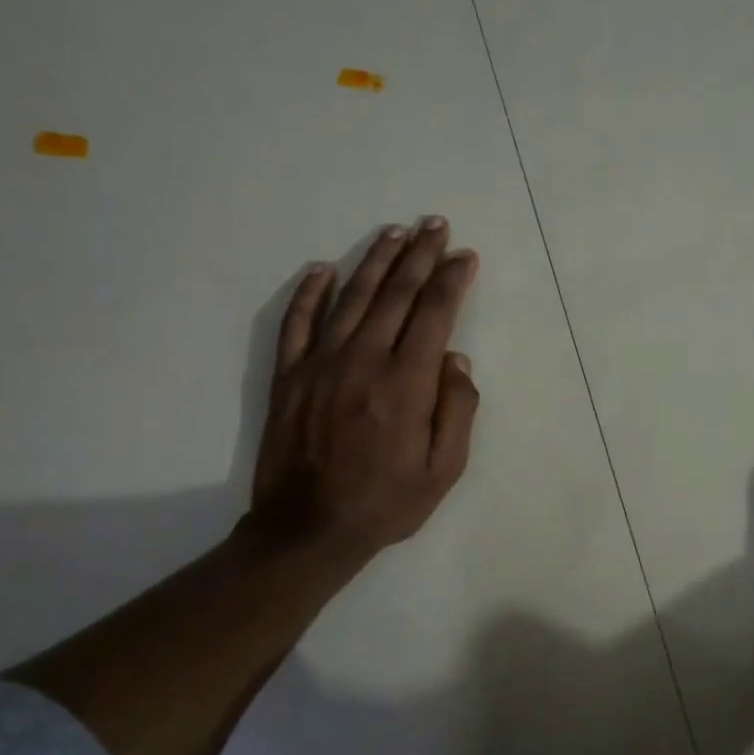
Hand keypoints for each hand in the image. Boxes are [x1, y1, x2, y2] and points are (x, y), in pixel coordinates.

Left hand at [243, 217, 479, 570]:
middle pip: (395, 293)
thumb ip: (457, 409)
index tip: (464, 256)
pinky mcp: (288, 376)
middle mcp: (364, 360)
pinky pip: (296, 322)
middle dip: (419, 255)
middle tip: (434, 224)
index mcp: (406, 383)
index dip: (451, 279)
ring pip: (351, 297)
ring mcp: (320, 364)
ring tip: (394, 232)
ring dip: (374, 260)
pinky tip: (321, 269)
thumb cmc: (386, 503)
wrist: (308, 530)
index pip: (434, 313)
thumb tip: (457, 359)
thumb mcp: (444, 469)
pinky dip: (309, 293)